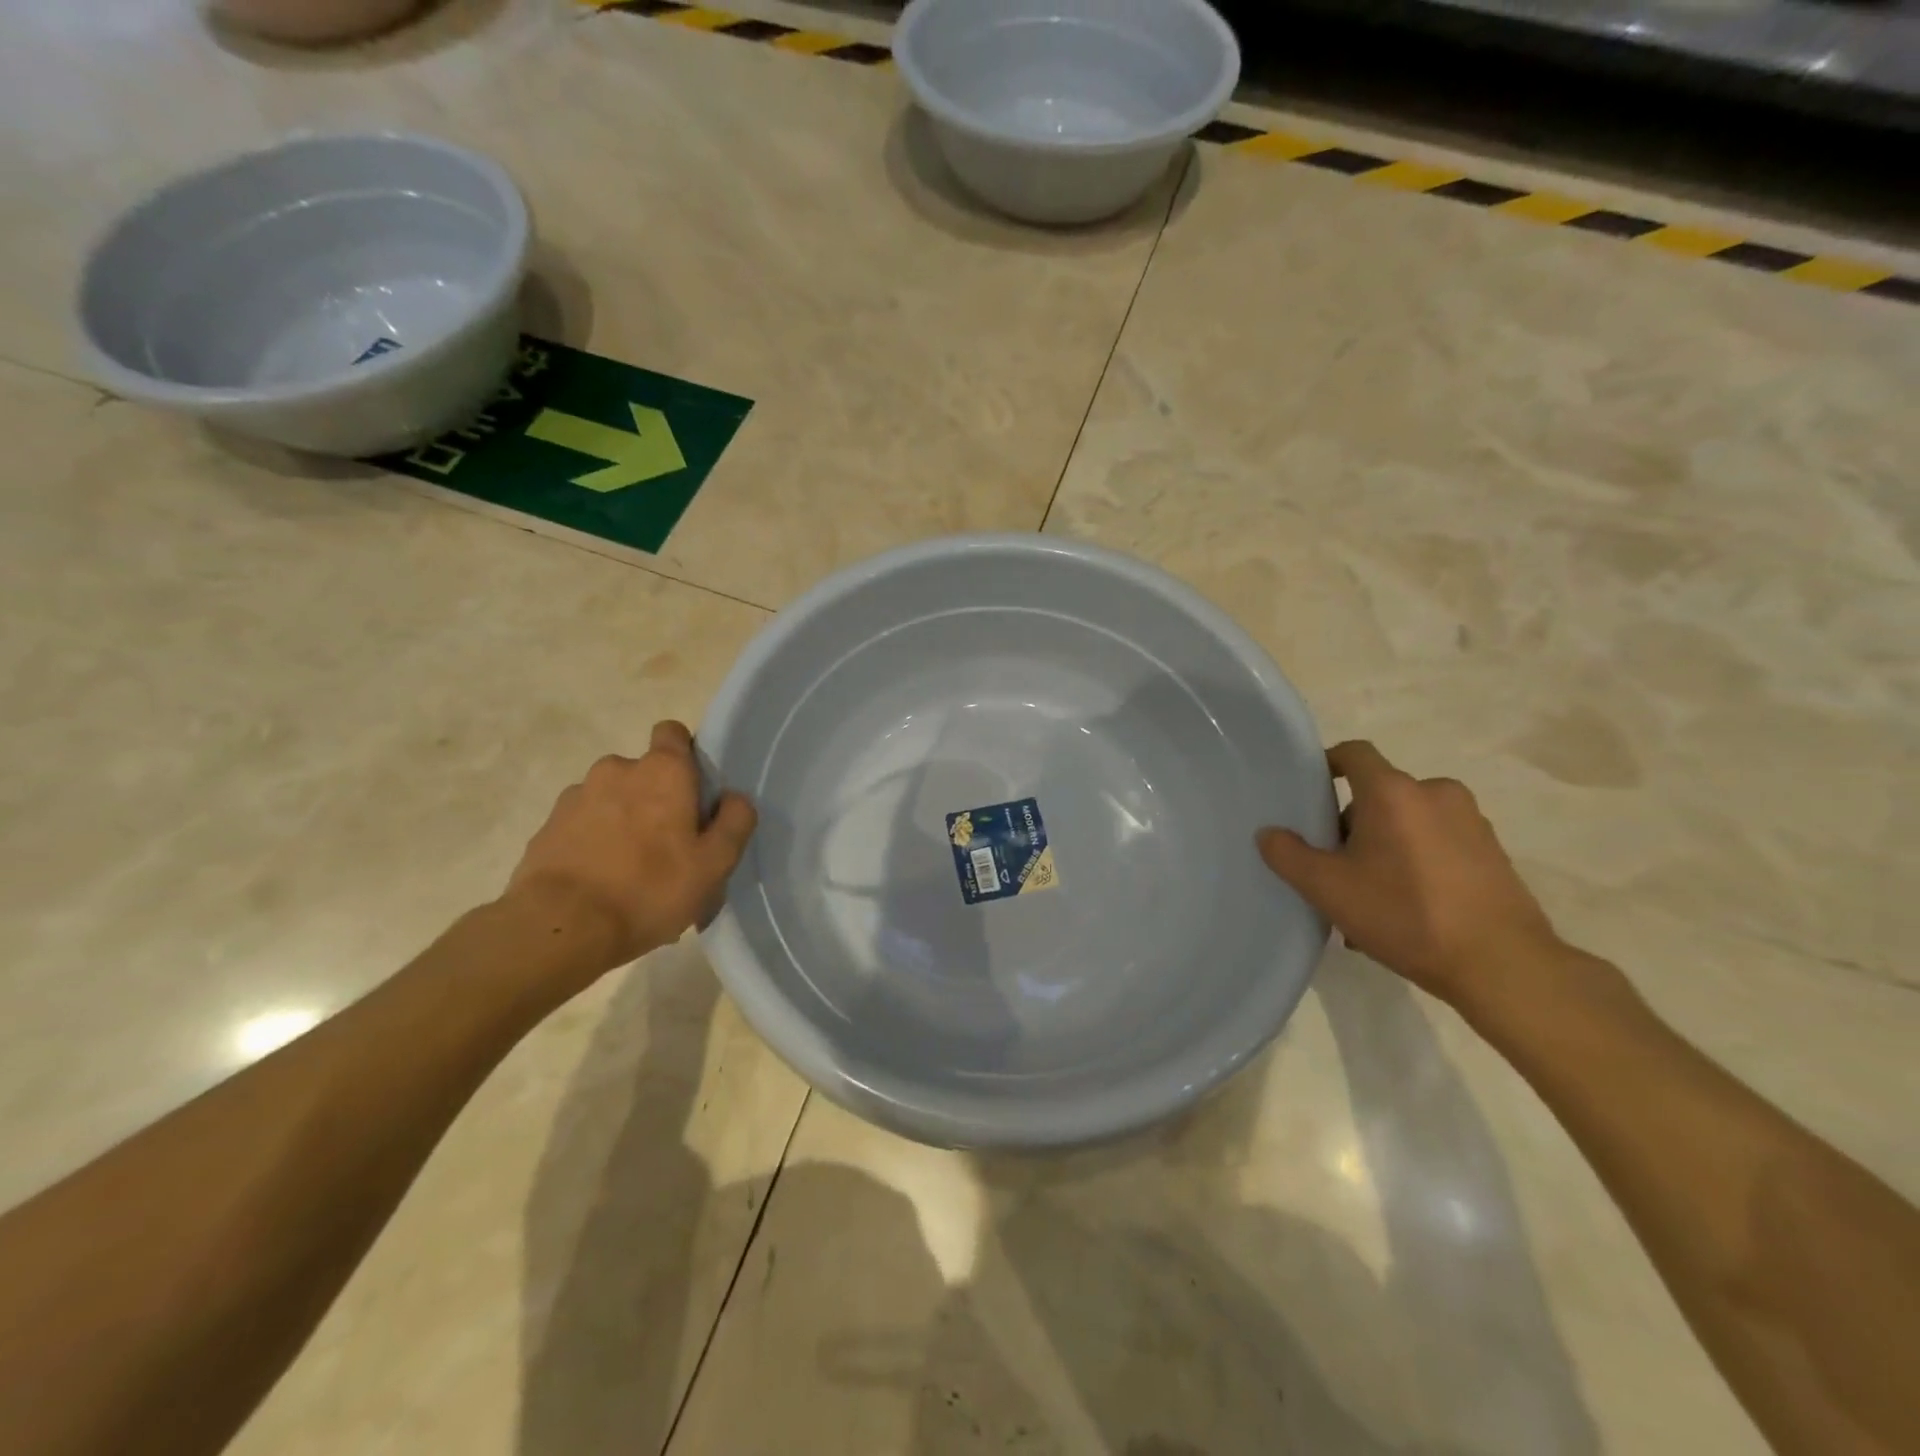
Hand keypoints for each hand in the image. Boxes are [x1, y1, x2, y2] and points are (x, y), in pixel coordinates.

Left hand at [505, 721, 756, 972]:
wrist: (560, 928)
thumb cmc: (650, 889)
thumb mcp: (715, 864)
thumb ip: (735, 822)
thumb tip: (734, 798)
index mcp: (662, 771)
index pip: (673, 733)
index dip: (686, 756)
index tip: (695, 793)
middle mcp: (616, 770)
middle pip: (645, 773)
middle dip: (656, 800)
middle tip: (670, 847)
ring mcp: (576, 797)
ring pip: (612, 800)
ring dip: (624, 822)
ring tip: (632, 873)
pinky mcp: (547, 827)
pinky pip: (583, 826)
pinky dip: (594, 843)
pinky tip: (602, 883)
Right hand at [1257, 741, 1560, 1010]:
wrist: (1502, 965)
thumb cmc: (1405, 914)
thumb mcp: (1328, 889)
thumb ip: (1288, 855)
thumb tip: (1269, 834)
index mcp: (1393, 792)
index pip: (1353, 753)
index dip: (1327, 765)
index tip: (1309, 794)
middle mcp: (1435, 793)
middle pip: (1378, 794)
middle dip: (1351, 825)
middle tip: (1333, 868)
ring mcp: (1470, 822)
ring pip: (1407, 823)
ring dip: (1382, 848)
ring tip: (1368, 898)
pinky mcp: (1493, 852)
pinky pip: (1437, 844)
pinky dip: (1414, 863)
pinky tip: (1405, 910)